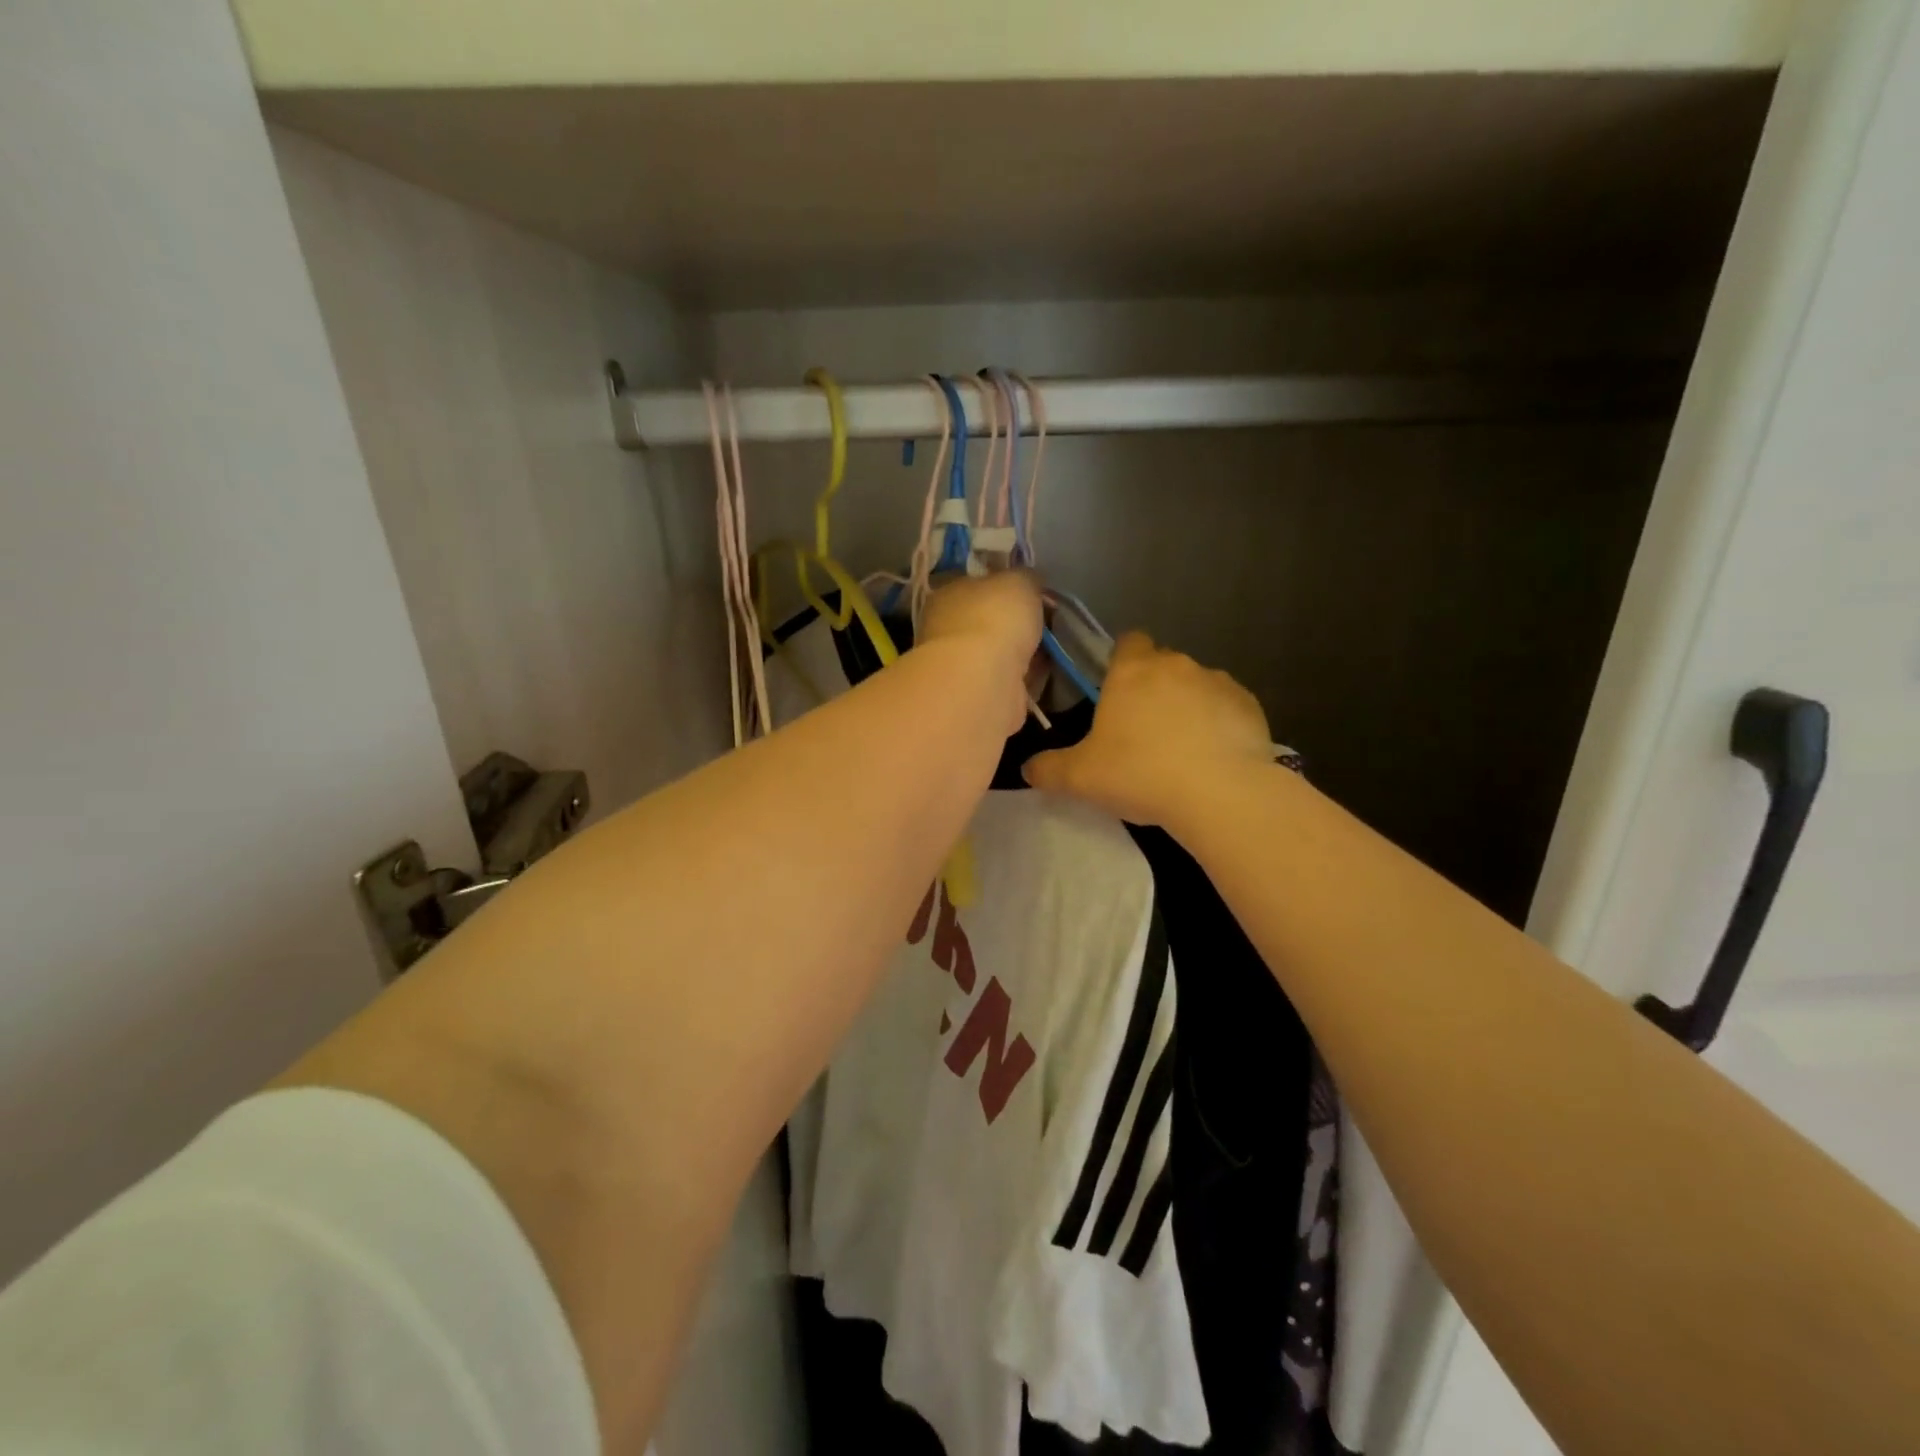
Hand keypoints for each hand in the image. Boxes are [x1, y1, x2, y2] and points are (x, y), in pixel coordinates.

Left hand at [916, 570, 1043, 735]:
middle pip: (988, 622)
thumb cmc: (995, 617)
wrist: (984, 678)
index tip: (1032, 592)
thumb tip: (1030, 581)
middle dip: (1015, 625)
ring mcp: (960, 666)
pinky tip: (1044, 675)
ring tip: (1050, 649)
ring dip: (1022, 654)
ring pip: (999, 654)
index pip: (975, 585)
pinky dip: (1025, 680)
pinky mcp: (978, 696)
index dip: (1004, 586)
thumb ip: (1026, 577)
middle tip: (1047, 622)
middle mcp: (947, 629)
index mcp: (948, 594)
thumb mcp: (1020, 580)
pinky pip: (1008, 682)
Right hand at [1023, 632, 1272, 829]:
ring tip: (1181, 750)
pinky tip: (1213, 758)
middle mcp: (1176, 665)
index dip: (1121, 661)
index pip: (1127, 642)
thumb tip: (1028, 769)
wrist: (1220, 793)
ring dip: (1187, 707)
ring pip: (1196, 685)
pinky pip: (1227, 708)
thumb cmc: (1140, 773)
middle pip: (1161, 665)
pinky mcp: (1249, 705)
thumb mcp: (1081, 778)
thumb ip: (1049, 769)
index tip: (1116, 692)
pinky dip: (1219, 724)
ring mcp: (1217, 682)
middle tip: (1141, 732)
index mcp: (1132, 671)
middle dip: (1152, 689)